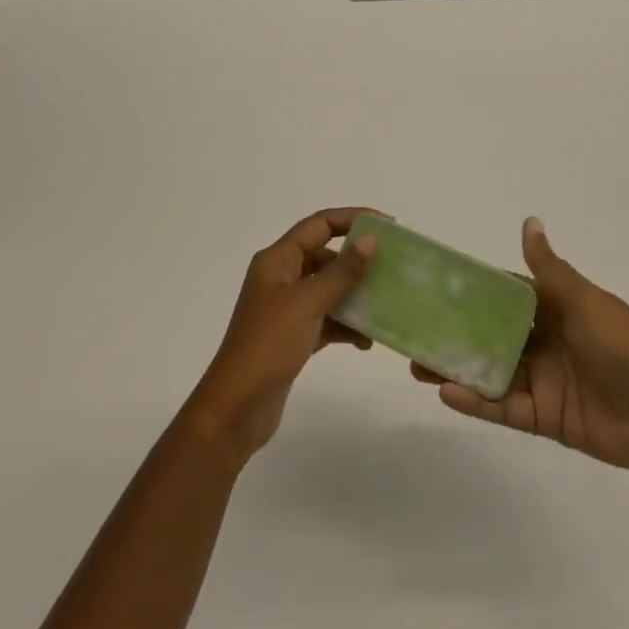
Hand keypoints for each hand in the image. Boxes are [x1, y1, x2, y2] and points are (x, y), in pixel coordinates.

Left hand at [183, 208, 378, 465]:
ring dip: (354, 295)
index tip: (386, 225)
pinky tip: (367, 340)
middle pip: (325, 255)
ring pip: (328, 289)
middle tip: (391, 267)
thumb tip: (370, 240)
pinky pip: (326, 318)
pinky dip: (346, 325)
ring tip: (385, 304)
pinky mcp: (293, 336)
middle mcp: (281, 277)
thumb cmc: (269, 344)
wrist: (237, 408)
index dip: (352, 219)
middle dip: (357, 261)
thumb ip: (341, 272)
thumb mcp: (308, 303)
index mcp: (278, 260)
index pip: (319, 224)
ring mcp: (286, 308)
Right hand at [414, 216, 628, 481]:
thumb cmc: (622, 345)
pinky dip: (476, 402)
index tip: (434, 287)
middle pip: (488, 335)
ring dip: (456, 368)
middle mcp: (542, 341)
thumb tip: (529, 221)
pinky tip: (447, 394)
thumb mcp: (582, 299)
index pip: (503, 295)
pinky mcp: (543, 417)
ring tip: (416, 366)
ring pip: (489, 372)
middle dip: (454, 333)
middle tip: (413, 332)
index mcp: (552, 308)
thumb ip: (548, 268)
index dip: (470, 291)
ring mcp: (541, 381)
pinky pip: (503, 408)